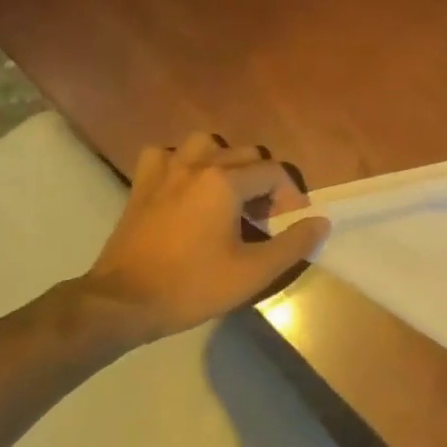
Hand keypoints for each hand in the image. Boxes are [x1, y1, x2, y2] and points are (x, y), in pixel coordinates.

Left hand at [76, 132, 329, 347]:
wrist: (124, 302)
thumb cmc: (193, 286)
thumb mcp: (253, 272)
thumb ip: (293, 244)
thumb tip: (321, 221)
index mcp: (224, 182)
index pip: (273, 172)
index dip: (291, 196)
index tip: (292, 224)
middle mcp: (196, 165)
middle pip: (244, 154)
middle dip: (263, 181)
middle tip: (264, 217)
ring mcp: (164, 171)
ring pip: (205, 144)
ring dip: (224, 162)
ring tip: (229, 193)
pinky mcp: (141, 185)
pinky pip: (166, 156)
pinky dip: (181, 164)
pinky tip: (186, 187)